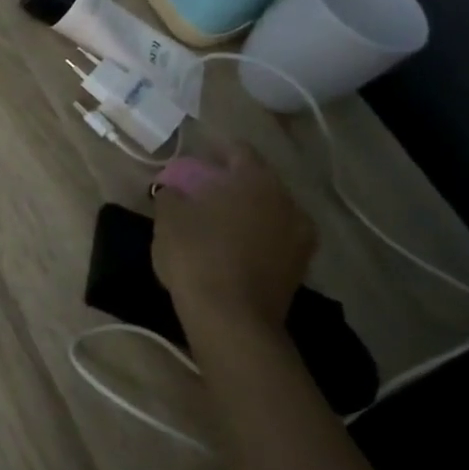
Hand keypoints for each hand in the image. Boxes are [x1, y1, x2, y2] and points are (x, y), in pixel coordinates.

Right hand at [151, 141, 314, 333]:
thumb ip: (171, 195)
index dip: (215, 149)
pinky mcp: (299, 267)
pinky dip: (255, 236)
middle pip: (257, 181)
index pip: (237, 150)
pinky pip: (274, 238)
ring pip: (269, 210)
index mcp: (255, 180)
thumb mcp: (169, 219)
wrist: (232, 319)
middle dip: (232, 182)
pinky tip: (232, 246)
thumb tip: (173, 190)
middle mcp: (286, 201)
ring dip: (246, 210)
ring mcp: (299, 236)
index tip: (196, 156)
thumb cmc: (197, 256)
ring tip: (217, 220)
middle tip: (203, 189)